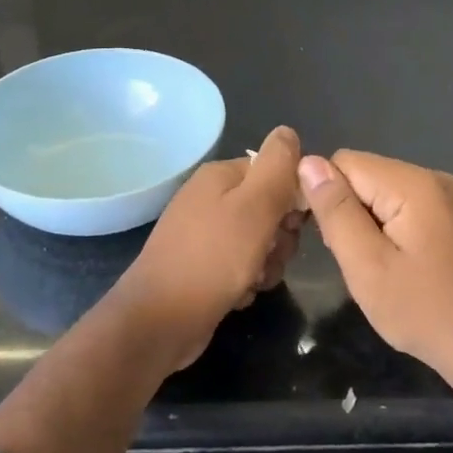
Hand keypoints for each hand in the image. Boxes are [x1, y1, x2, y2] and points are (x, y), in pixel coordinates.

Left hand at [114, 126, 306, 371]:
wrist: (159, 321)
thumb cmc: (212, 259)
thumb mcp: (254, 208)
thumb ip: (276, 167)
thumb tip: (288, 131)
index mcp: (220, 176)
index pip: (275, 172)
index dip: (292, 199)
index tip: (293, 225)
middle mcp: (210, 199)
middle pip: (269, 209)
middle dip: (280, 237)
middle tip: (269, 255)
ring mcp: (204, 234)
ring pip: (260, 242)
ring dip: (266, 264)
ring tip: (251, 280)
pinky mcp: (203, 267)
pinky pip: (241, 266)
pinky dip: (246, 281)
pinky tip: (237, 295)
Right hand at [297, 150, 452, 395]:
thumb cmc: (421, 310)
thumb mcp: (366, 264)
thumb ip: (336, 210)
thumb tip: (308, 162)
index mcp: (414, 184)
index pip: (345, 162)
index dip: (325, 194)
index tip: (327, 239)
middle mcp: (434, 177)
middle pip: (366, 173)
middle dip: (348, 209)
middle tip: (354, 258)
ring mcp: (449, 196)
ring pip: (383, 189)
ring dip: (367, 219)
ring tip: (374, 263)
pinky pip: (405, 203)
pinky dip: (389, 225)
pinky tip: (396, 260)